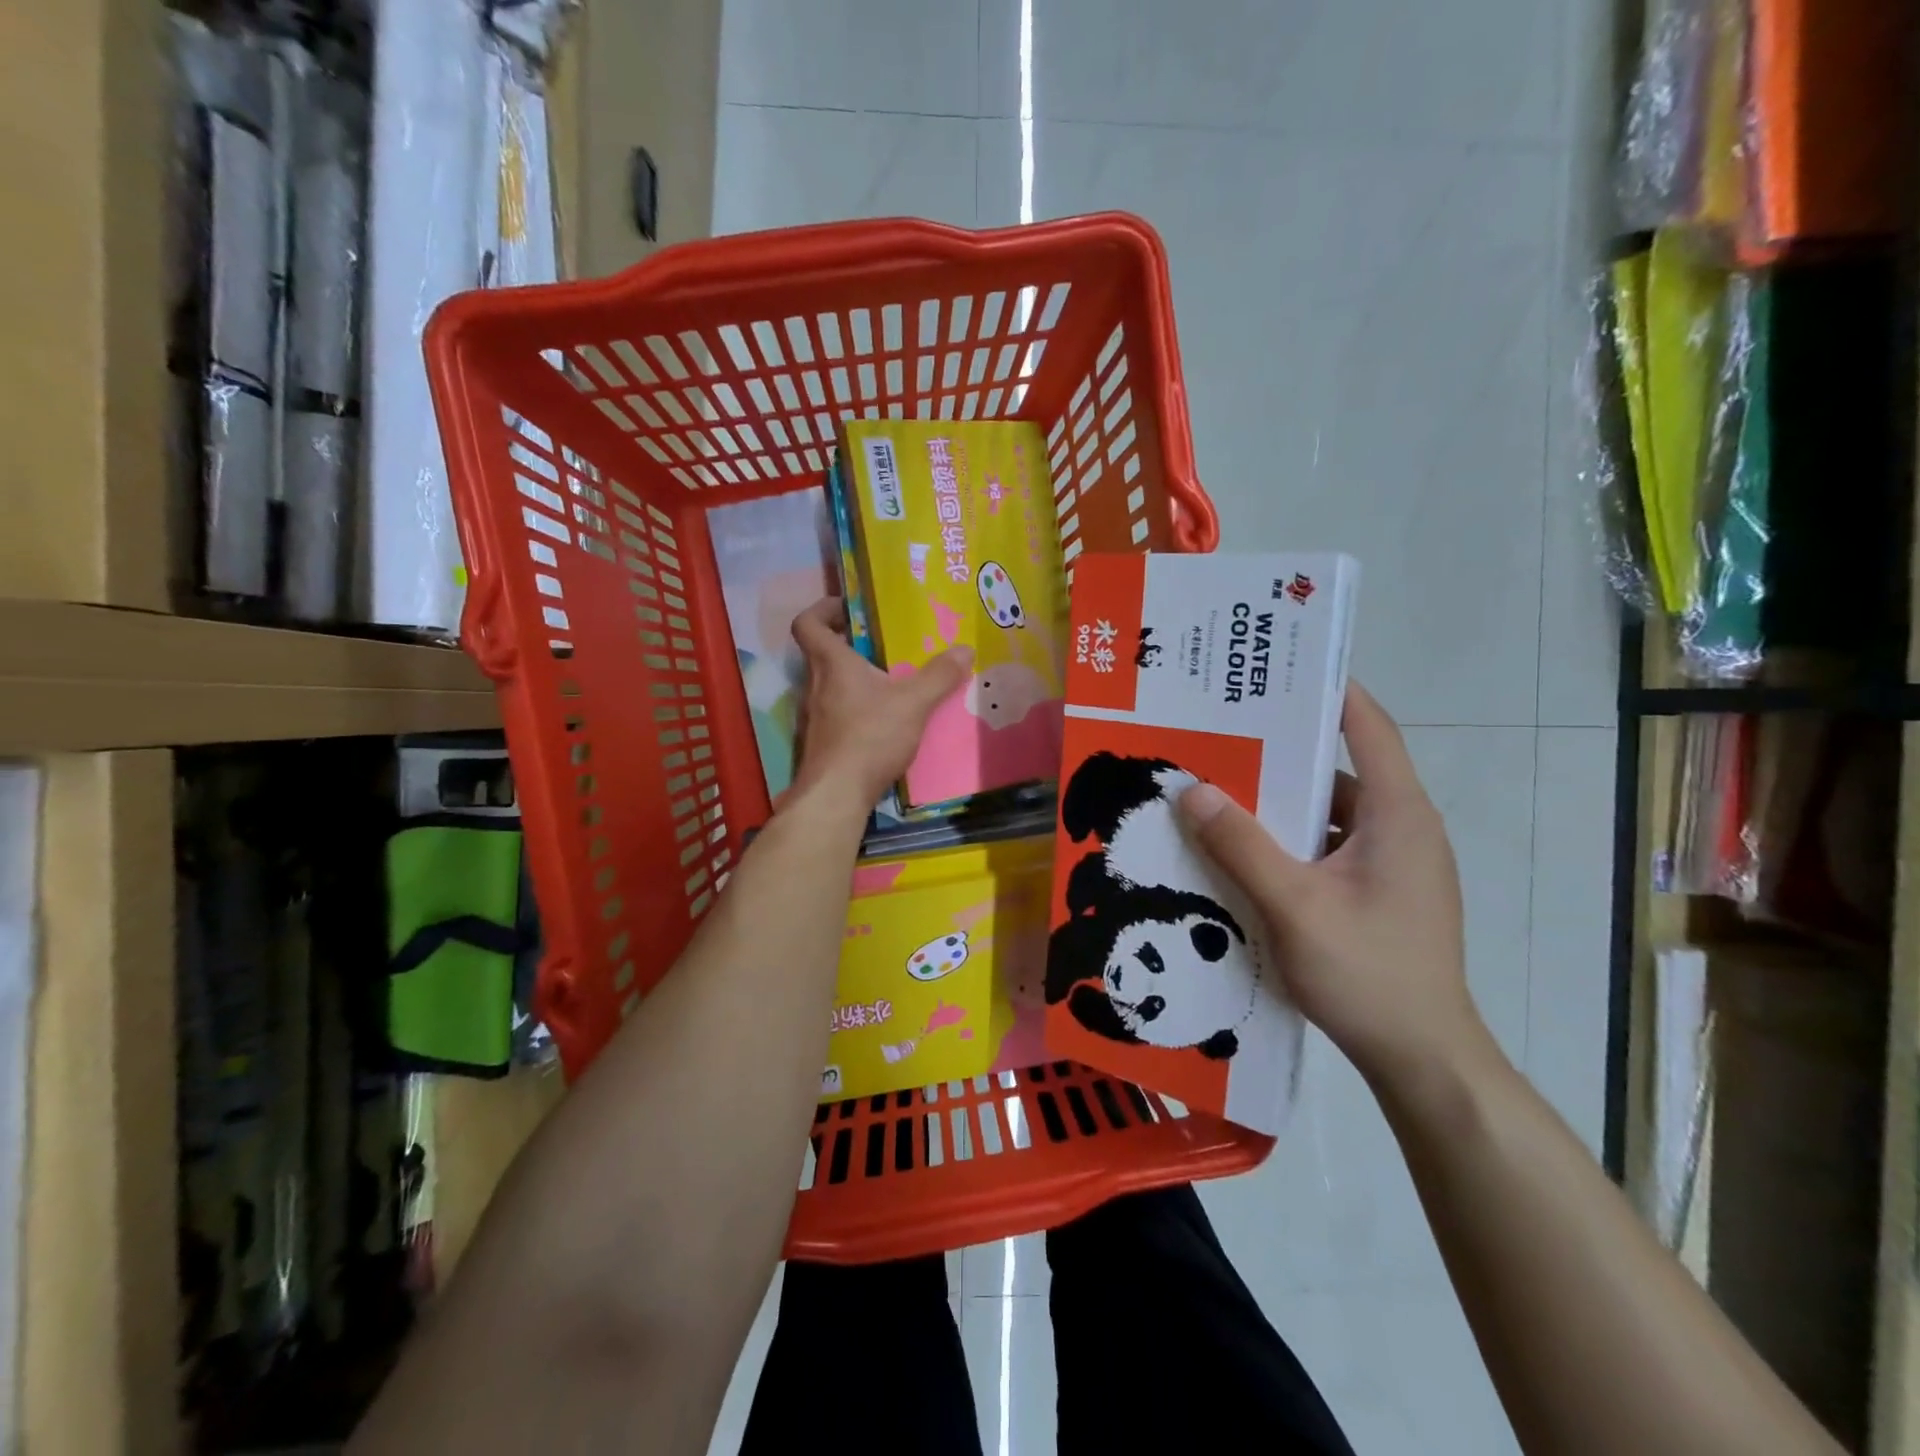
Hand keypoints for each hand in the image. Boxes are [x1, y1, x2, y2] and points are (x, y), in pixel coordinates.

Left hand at [787, 597, 973, 814]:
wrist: (836, 794)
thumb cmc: (870, 737)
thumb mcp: (913, 703)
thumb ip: (939, 676)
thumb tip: (965, 649)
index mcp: (831, 664)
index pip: (808, 624)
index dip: (823, 609)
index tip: (849, 609)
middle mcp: (815, 685)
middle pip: (823, 653)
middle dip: (851, 644)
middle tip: (885, 645)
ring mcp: (814, 716)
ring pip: (831, 685)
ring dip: (856, 679)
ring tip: (892, 683)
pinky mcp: (822, 742)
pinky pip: (838, 713)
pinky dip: (858, 709)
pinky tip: (885, 721)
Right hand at [1178, 681, 1483, 1088]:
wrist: (1423, 1058)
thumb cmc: (1368, 973)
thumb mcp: (1294, 905)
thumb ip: (1241, 845)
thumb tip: (1192, 790)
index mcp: (1398, 815)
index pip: (1368, 728)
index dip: (1330, 690)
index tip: (1276, 668)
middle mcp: (1402, 828)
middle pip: (1340, 767)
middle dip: (1282, 748)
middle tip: (1222, 729)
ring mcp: (1392, 863)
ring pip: (1329, 812)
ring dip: (1280, 801)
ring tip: (1219, 785)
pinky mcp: (1379, 892)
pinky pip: (1327, 846)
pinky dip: (1288, 839)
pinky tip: (1241, 848)